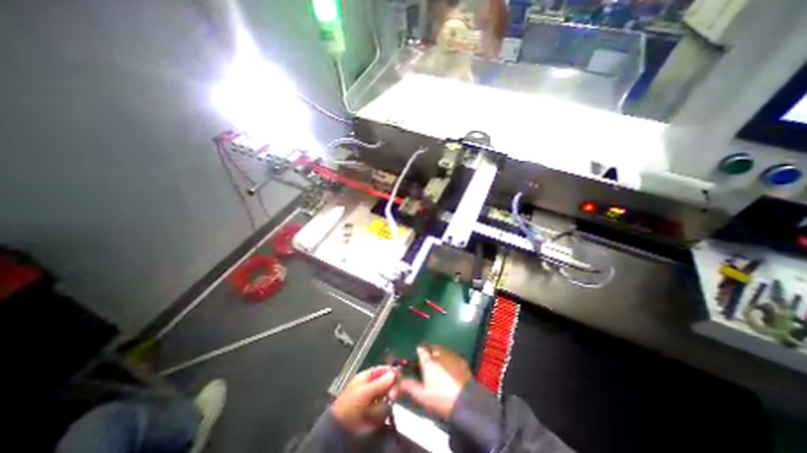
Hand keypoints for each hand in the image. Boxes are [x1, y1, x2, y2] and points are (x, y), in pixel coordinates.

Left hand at [332, 365, 397, 434]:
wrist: (342, 429)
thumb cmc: (350, 404)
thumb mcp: (365, 391)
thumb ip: (380, 383)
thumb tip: (394, 373)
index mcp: (368, 377)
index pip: (383, 370)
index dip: (391, 371)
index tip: (399, 374)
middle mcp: (373, 386)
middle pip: (388, 382)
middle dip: (391, 388)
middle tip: (392, 395)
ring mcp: (376, 400)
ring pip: (389, 396)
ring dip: (386, 401)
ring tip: (378, 408)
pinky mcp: (378, 413)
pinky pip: (386, 409)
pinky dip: (382, 412)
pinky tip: (376, 416)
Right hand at [399, 345, 473, 418]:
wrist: (465, 401)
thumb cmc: (441, 398)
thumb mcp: (422, 396)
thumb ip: (409, 387)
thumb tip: (398, 382)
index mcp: (428, 361)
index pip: (421, 350)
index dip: (419, 352)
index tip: (418, 357)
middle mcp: (439, 354)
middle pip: (432, 348)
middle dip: (429, 352)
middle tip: (429, 362)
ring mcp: (451, 355)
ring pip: (443, 350)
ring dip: (440, 354)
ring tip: (439, 364)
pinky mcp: (462, 360)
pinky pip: (452, 355)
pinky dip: (450, 359)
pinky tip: (451, 368)